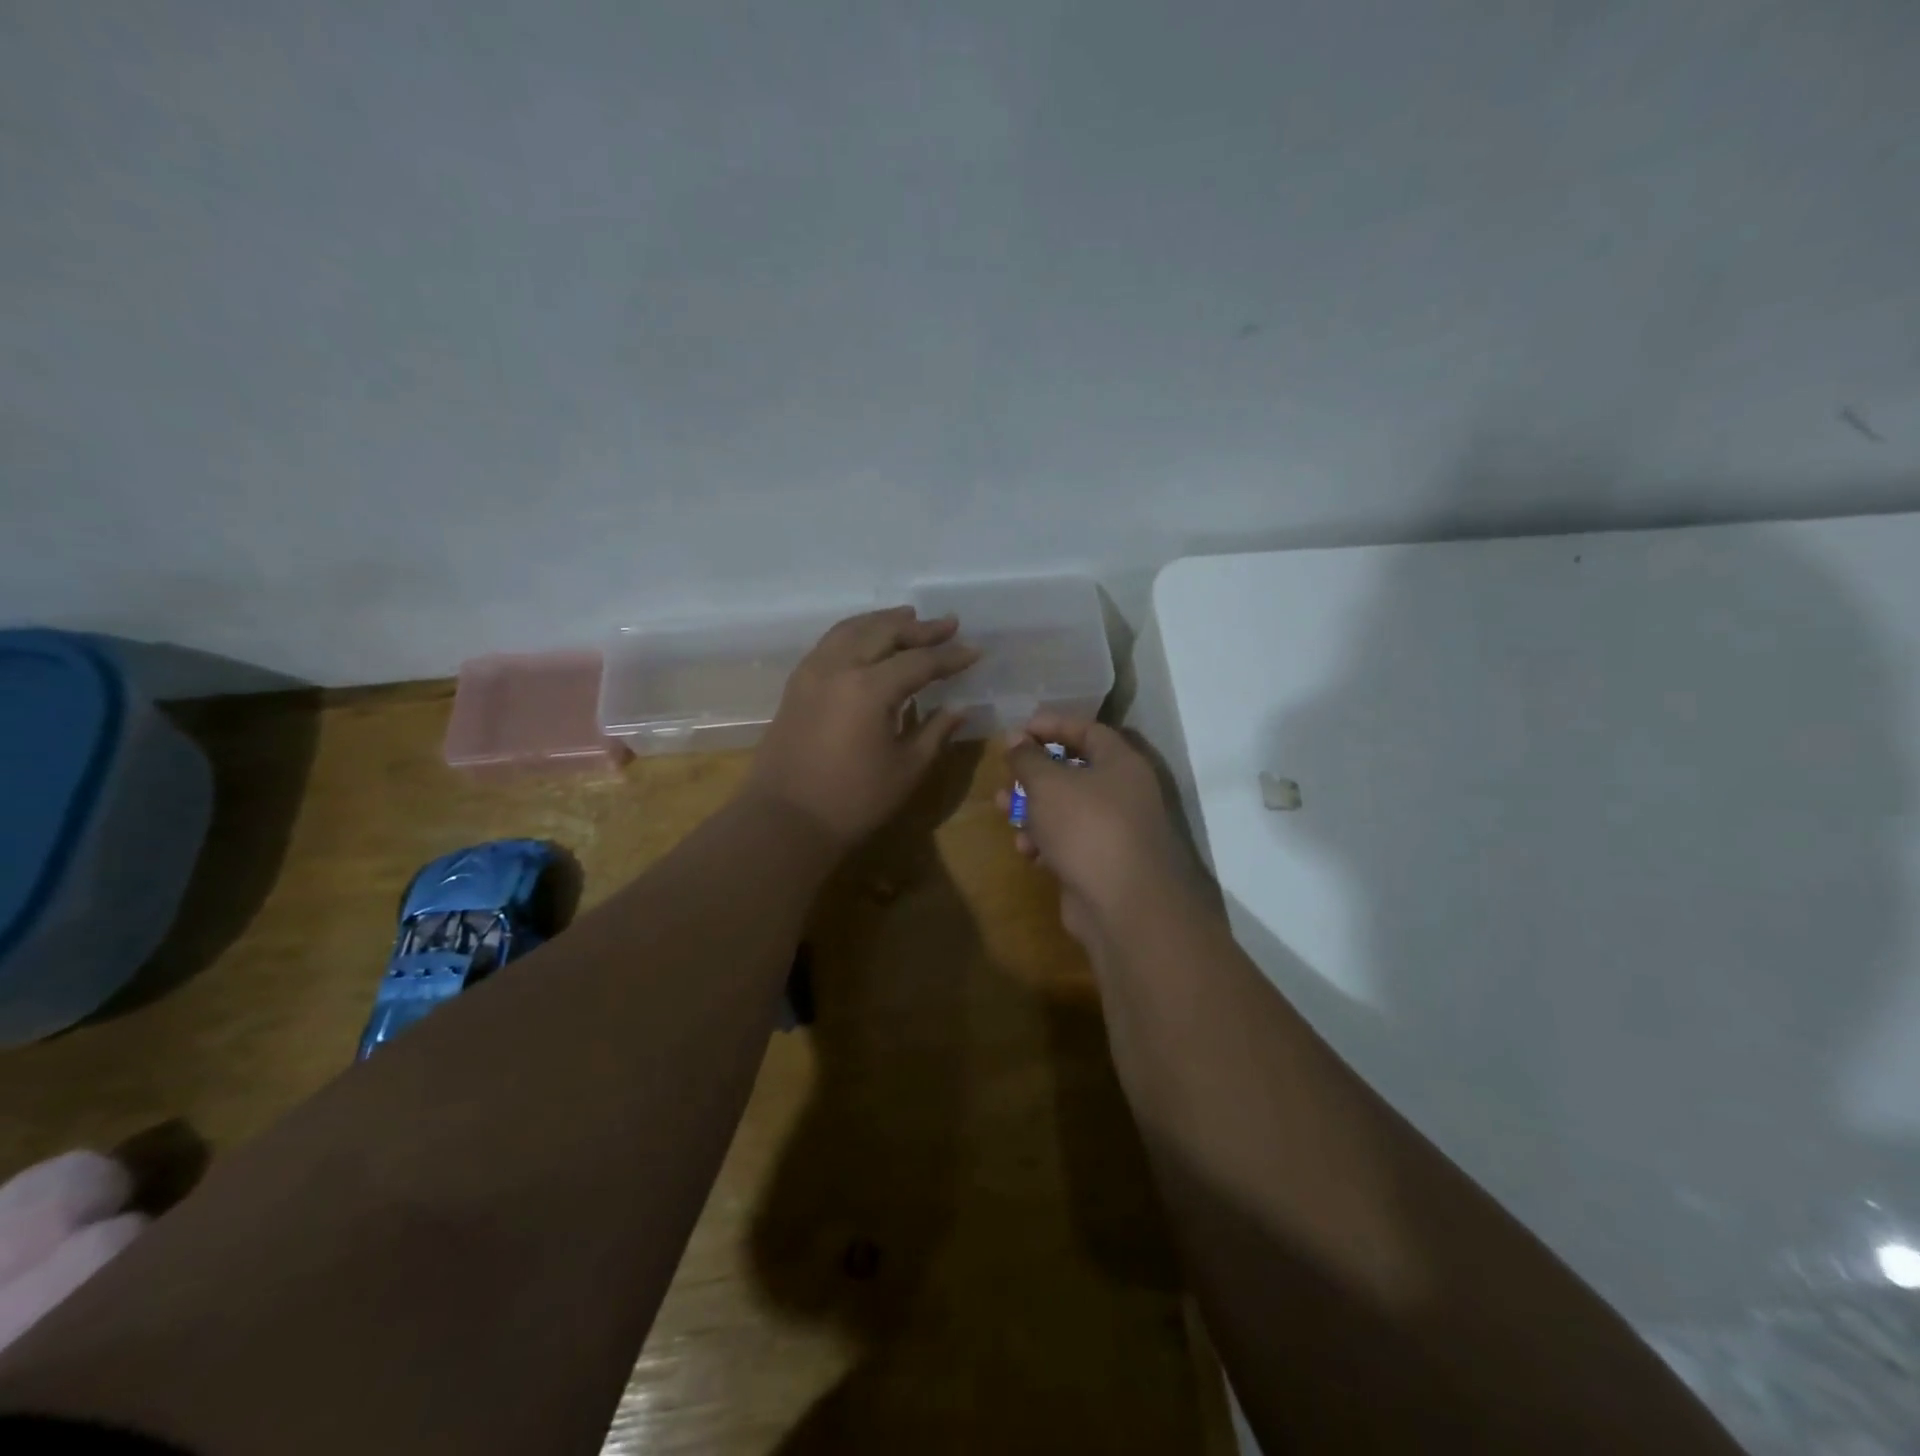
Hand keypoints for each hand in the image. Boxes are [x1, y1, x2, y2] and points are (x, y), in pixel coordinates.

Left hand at [748, 607, 978, 847]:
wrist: (785, 820)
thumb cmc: (853, 800)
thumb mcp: (906, 769)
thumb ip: (935, 732)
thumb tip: (959, 708)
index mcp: (870, 688)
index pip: (919, 662)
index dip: (950, 657)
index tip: (975, 651)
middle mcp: (839, 667)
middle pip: (884, 633)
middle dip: (919, 628)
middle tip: (948, 624)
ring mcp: (812, 672)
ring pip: (852, 630)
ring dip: (883, 621)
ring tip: (908, 616)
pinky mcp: (797, 684)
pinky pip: (830, 643)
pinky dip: (854, 632)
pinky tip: (867, 639)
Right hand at [998, 715, 1202, 947]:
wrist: (1125, 905)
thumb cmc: (1087, 827)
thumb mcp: (1049, 784)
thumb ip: (1028, 758)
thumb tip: (1016, 738)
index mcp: (1121, 762)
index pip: (1087, 729)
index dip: (1052, 724)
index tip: (1018, 730)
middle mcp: (1123, 792)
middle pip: (1073, 771)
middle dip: (1034, 774)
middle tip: (1005, 776)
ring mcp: (1114, 830)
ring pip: (1066, 810)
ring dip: (1032, 809)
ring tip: (1003, 812)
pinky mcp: (1102, 863)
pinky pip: (1068, 842)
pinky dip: (1046, 842)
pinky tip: (1027, 851)